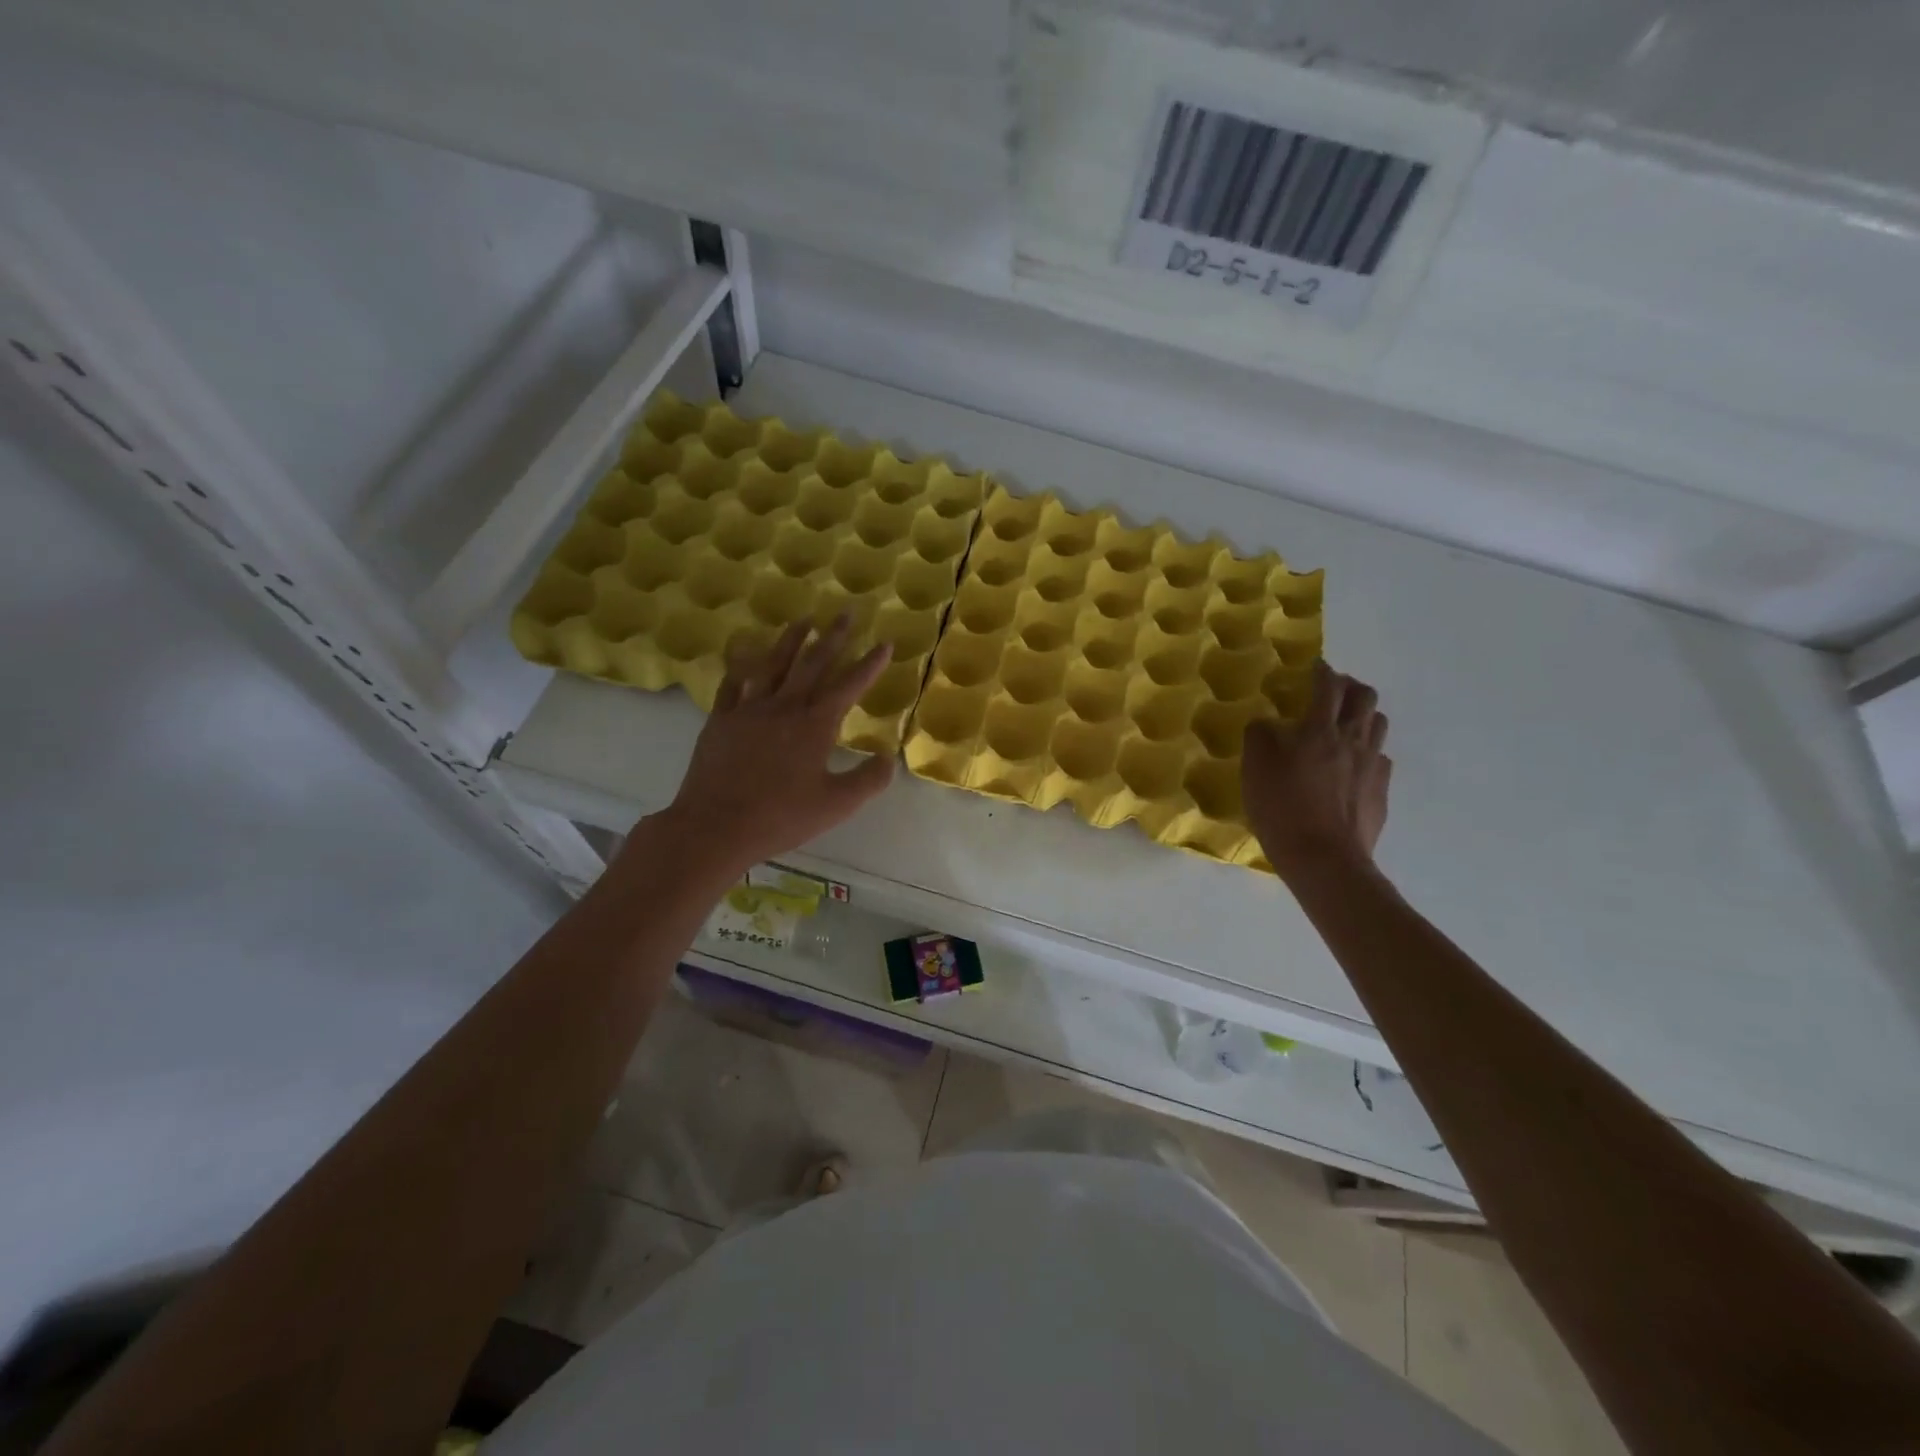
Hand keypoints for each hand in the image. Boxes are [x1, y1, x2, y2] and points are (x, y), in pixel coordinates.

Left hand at [659, 613, 894, 876]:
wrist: (716, 826)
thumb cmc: (781, 816)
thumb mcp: (837, 805)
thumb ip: (868, 780)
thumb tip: (889, 758)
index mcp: (815, 724)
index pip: (849, 685)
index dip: (870, 664)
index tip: (884, 643)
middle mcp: (784, 707)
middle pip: (812, 663)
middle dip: (833, 637)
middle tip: (846, 613)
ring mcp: (749, 709)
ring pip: (773, 664)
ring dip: (791, 640)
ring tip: (804, 620)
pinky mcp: (721, 720)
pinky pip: (733, 683)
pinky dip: (741, 664)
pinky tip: (744, 652)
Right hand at [1242, 660, 1391, 881]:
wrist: (1324, 859)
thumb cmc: (1282, 809)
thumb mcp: (1255, 768)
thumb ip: (1260, 736)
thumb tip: (1268, 723)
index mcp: (1319, 730)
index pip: (1327, 687)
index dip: (1322, 672)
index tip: (1316, 666)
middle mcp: (1352, 740)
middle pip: (1365, 698)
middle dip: (1350, 687)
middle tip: (1333, 691)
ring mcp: (1372, 767)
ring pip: (1378, 726)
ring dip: (1363, 716)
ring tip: (1346, 724)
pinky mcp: (1381, 792)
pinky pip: (1380, 759)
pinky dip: (1367, 752)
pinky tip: (1353, 766)